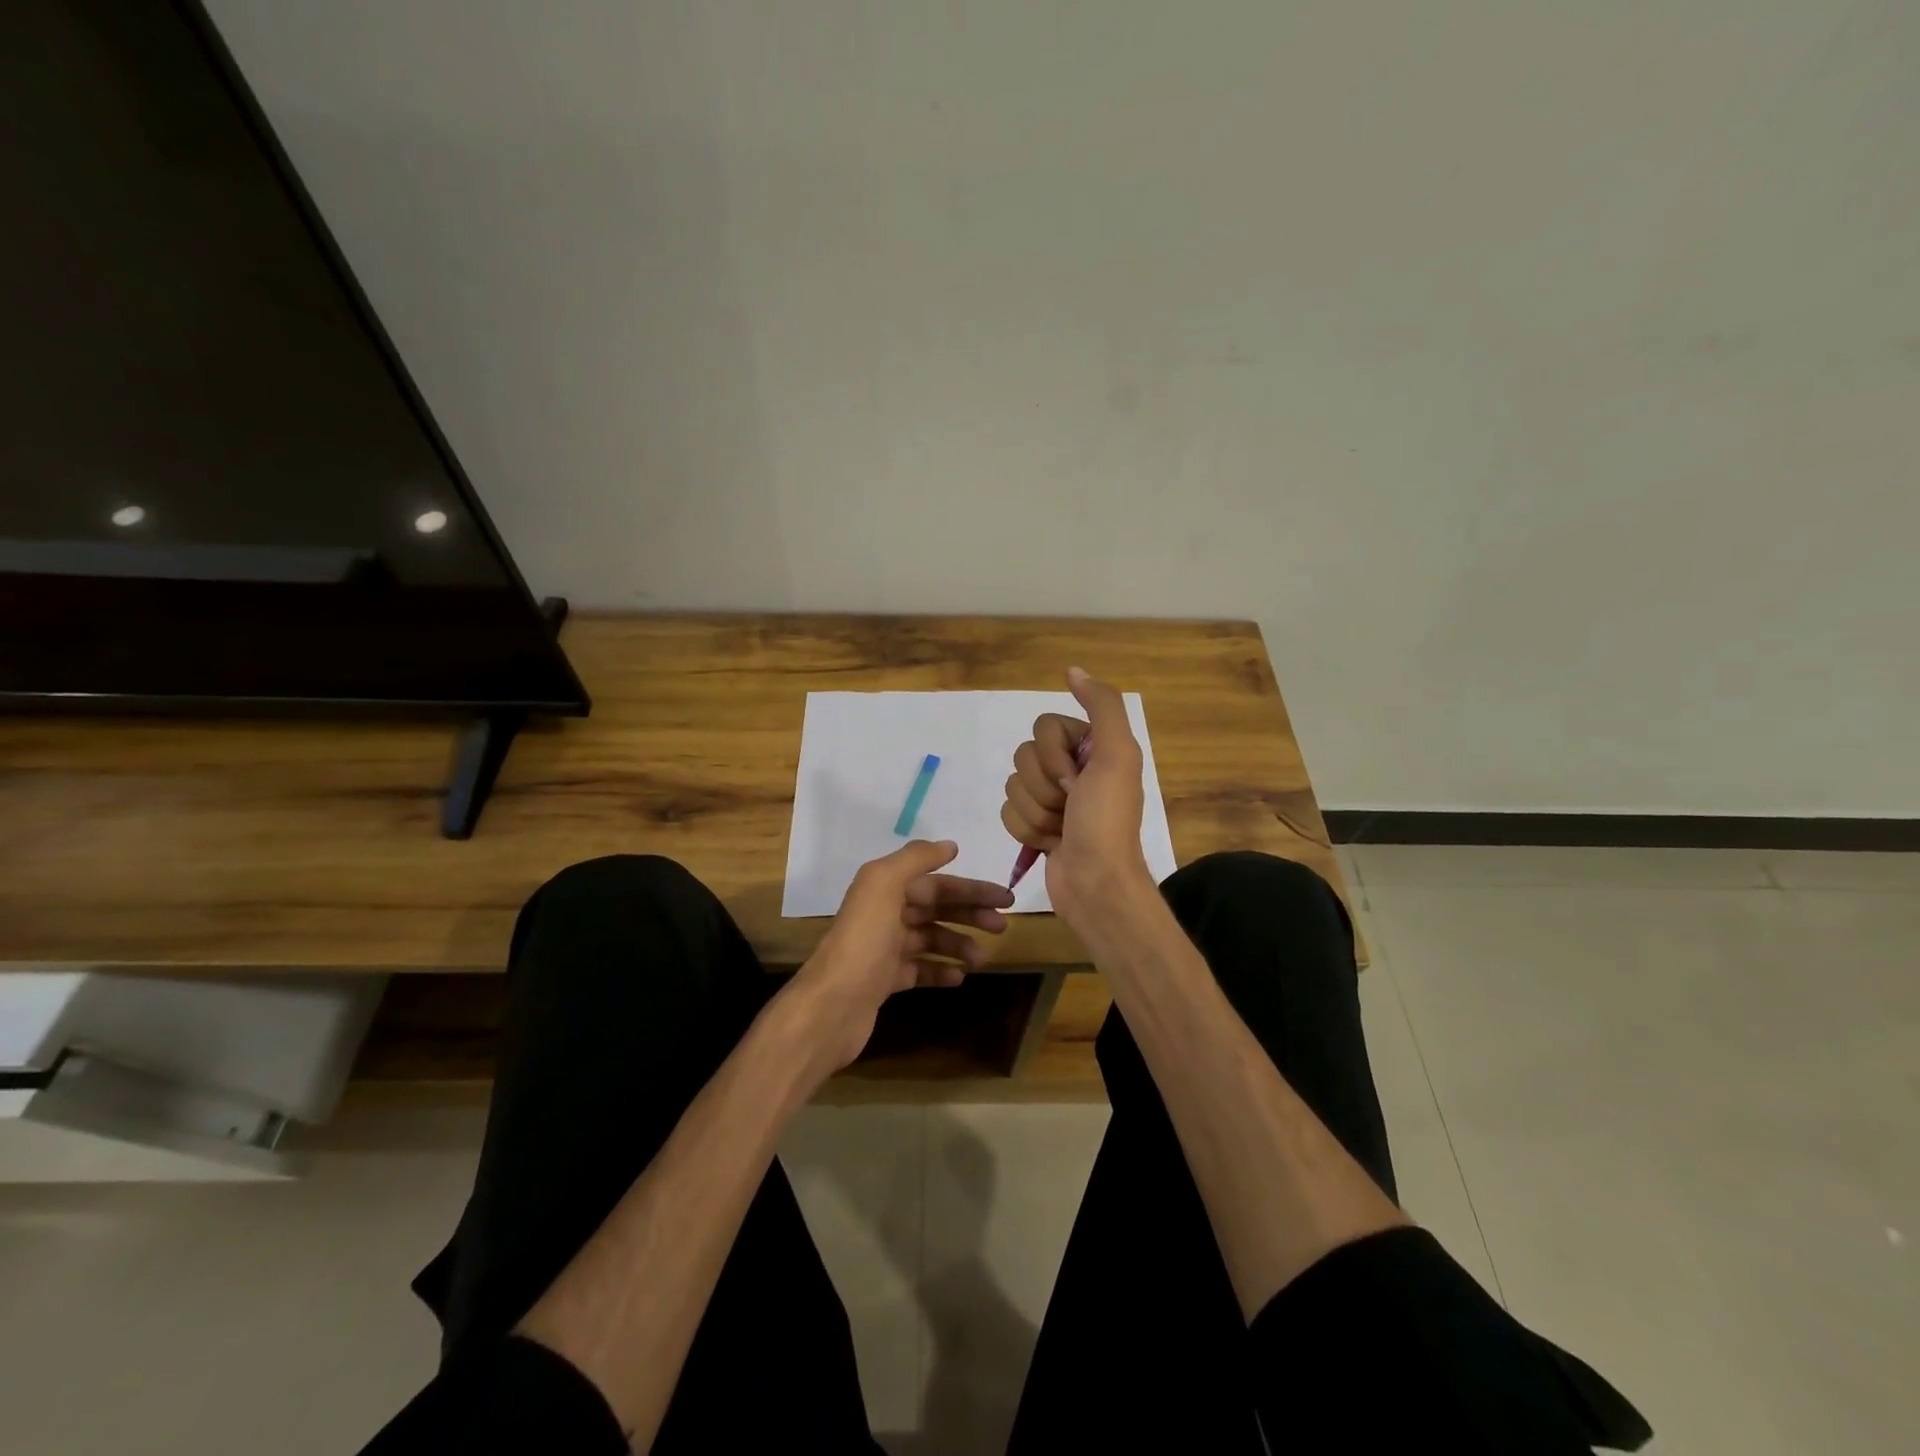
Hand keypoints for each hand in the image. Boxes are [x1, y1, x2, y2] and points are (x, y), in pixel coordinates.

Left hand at [786, 839, 1012, 1073]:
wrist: (831, 1005)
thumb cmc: (863, 942)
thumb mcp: (883, 885)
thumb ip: (915, 859)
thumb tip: (949, 846)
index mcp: (883, 888)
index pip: (936, 883)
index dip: (970, 888)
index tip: (1005, 898)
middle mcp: (883, 913)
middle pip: (935, 908)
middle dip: (970, 914)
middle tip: (1003, 926)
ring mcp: (883, 949)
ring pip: (930, 939)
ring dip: (959, 944)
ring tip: (981, 959)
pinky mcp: (884, 981)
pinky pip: (919, 969)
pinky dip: (940, 970)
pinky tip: (959, 977)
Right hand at [1002, 666, 1152, 920]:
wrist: (1096, 885)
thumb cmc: (1106, 821)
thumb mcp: (1117, 756)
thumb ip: (1102, 706)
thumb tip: (1073, 670)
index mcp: (1092, 747)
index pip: (1043, 727)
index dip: (1053, 756)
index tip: (1077, 781)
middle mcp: (1072, 768)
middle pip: (1024, 756)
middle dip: (1043, 788)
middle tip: (1070, 807)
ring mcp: (1053, 798)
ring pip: (1013, 785)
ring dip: (1036, 813)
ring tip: (1062, 830)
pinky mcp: (1036, 824)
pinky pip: (1008, 811)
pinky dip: (1026, 830)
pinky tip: (1049, 843)